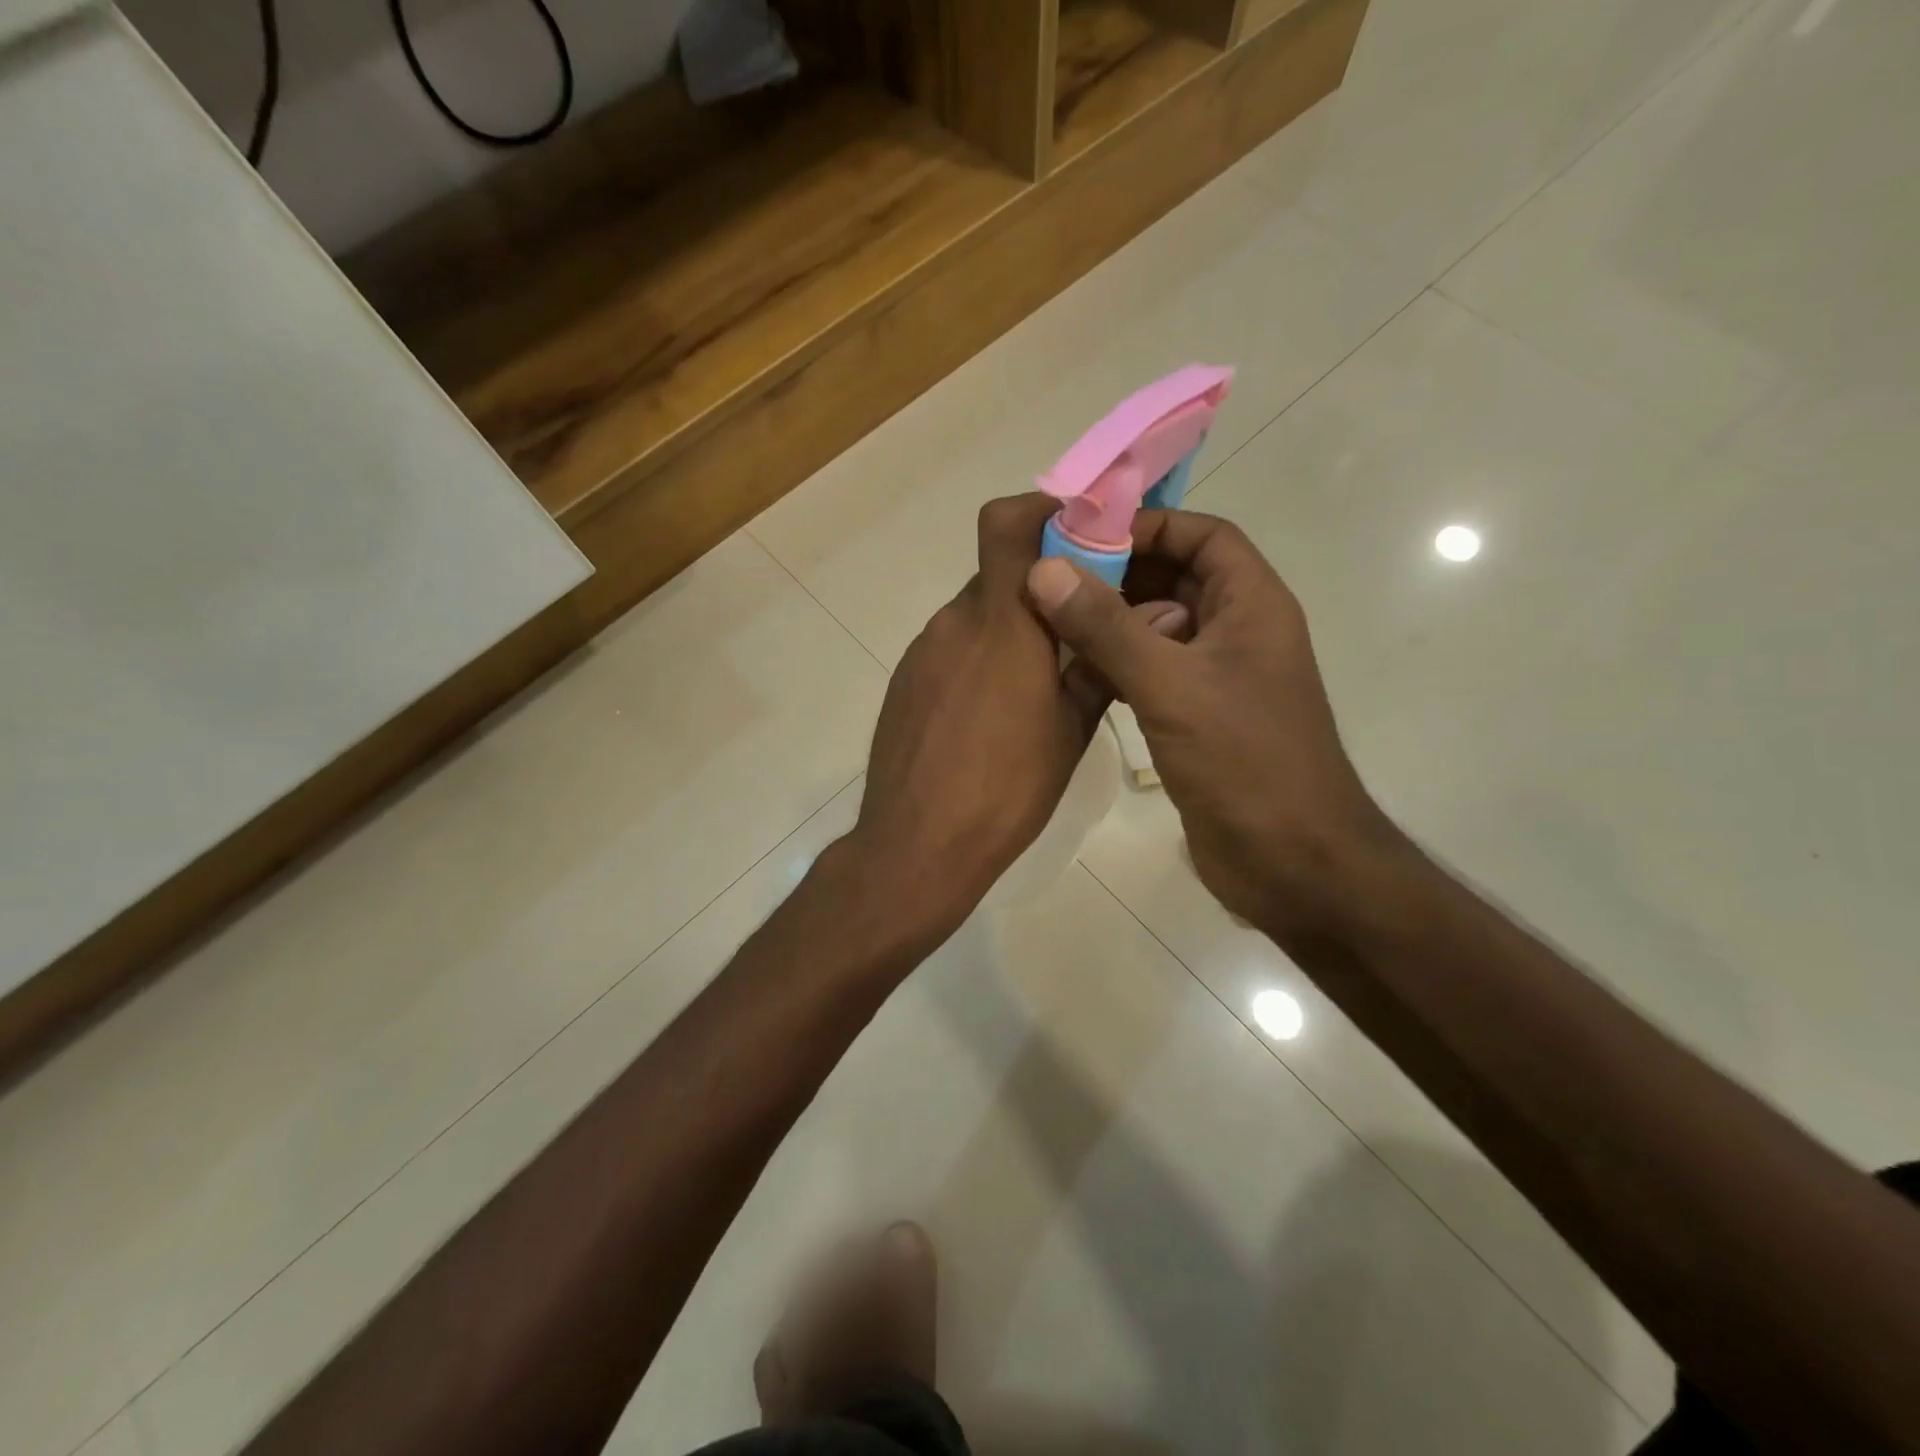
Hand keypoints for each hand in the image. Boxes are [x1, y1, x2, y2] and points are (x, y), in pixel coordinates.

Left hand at [848, 496, 1185, 944]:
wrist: (917, 846)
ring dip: (1010, 627)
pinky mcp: (905, 680)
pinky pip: (950, 648)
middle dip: (1040, 585)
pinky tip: (991, 713)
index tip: (1084, 534)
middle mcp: (955, 622)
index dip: (1044, 510)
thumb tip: (1160, 616)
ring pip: (976, 614)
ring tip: (1036, 684)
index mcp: (1003, 624)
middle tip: (1077, 625)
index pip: (1007, 523)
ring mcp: (923, 651)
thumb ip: (1106, 664)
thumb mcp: (1071, 731)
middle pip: (999, 572)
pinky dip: (979, 657)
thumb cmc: (1006, 791)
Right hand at [1025, 509, 1401, 932]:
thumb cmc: (1244, 761)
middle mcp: (1237, 632)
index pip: (1203, 534)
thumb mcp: (1170, 685)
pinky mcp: (1198, 718)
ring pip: (1159, 628)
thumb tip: (1044, 571)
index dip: (1149, 525)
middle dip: (1118, 575)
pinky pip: (1153, 672)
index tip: (1084, 535)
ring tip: (1050, 622)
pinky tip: (1073, 673)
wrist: (1291, 860)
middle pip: (1176, 578)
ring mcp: (1218, 678)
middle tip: (1051, 580)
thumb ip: (1106, 627)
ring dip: (1112, 622)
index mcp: (1251, 605)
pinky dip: (1116, 665)